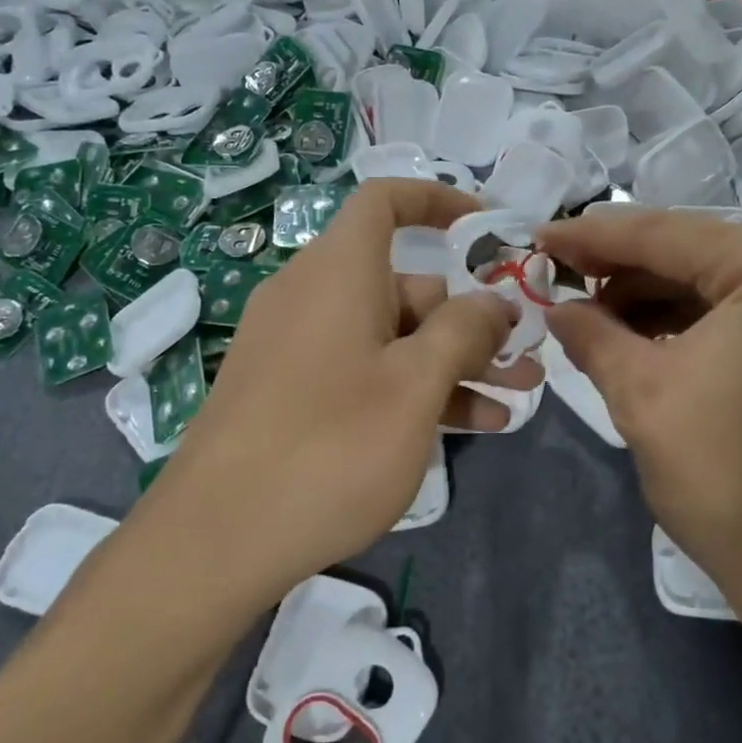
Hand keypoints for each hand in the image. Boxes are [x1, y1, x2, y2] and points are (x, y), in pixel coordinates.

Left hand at [155, 180, 541, 596]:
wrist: (216, 540)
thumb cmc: (331, 446)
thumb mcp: (416, 385)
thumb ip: (464, 331)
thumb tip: (494, 301)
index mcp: (338, 272)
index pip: (385, 201)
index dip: (438, 202)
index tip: (488, 231)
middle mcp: (313, 297)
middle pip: (404, 285)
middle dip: (471, 320)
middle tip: (525, 359)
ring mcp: (298, 349)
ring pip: (392, 338)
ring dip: (454, 364)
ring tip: (514, 400)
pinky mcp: (291, 394)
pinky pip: (364, 373)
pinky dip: (412, 390)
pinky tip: (467, 427)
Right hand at [536, 209, 741, 647]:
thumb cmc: (732, 478)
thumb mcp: (642, 394)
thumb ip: (592, 334)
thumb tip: (557, 308)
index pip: (665, 233)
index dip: (591, 235)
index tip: (538, 238)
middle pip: (700, 252)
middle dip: (625, 269)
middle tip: (563, 282)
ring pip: (727, 282)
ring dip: (660, 297)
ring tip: (597, 317)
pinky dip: (701, 322)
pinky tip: (650, 338)